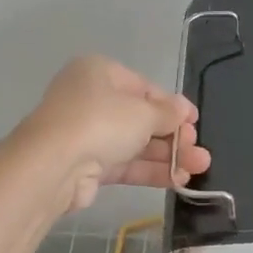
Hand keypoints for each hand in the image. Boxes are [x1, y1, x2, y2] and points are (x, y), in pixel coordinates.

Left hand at [17, 56, 211, 211]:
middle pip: (140, 117)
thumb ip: (167, 113)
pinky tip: (178, 180)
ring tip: (199, 168)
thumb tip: (184, 110)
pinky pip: (124, 164)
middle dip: (173, 135)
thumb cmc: (100, 122)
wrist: (52, 166)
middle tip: (199, 150)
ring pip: (134, 143)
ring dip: (167, 155)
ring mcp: (86, 133)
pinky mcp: (85, 165)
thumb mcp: (142, 112)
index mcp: (99, 72)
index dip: (171, 105)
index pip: (143, 87)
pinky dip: (150, 170)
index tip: (194, 121)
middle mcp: (90, 98)